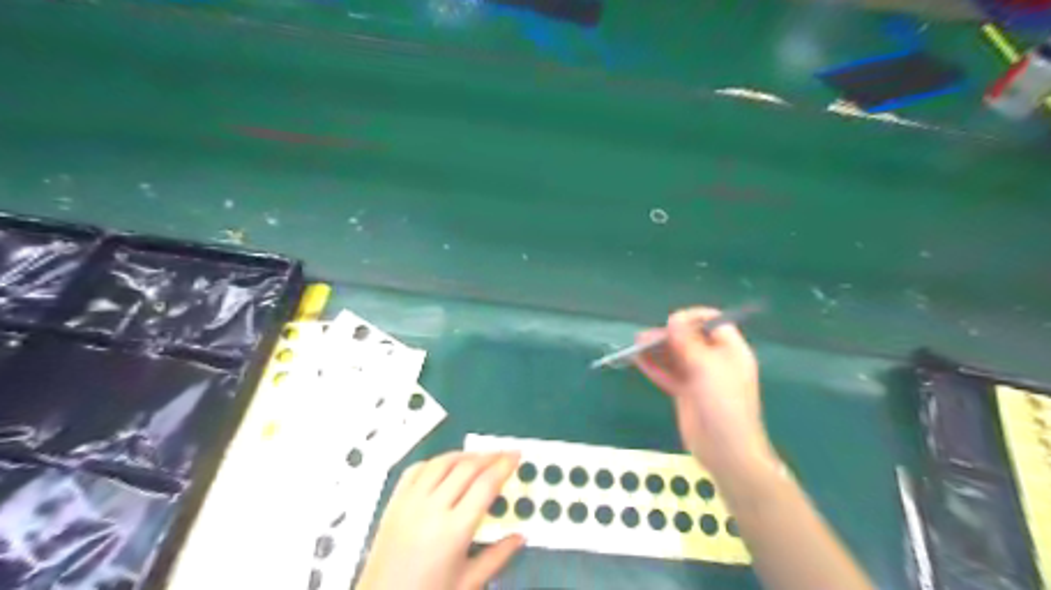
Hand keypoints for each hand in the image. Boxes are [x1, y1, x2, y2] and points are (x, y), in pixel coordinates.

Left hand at [358, 452, 525, 589]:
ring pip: (442, 462)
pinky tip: (446, 465)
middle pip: (466, 468)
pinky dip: (435, 461)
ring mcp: (410, 501)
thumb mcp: (468, 583)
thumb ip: (497, 557)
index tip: (516, 456)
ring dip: (464, 455)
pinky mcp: (394, 501)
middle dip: (489, 456)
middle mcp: (432, 509)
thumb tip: (520, 536)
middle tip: (503, 454)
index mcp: (454, 531)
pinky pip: (416, 469)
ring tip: (479, 457)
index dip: (504, 466)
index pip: (485, 485)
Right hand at [632, 306, 768, 480]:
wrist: (726, 450)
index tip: (672, 321)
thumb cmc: (723, 403)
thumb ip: (688, 342)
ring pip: (676, 357)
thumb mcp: (707, 367)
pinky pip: (668, 374)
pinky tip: (637, 360)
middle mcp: (715, 361)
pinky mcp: (685, 393)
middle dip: (668, 335)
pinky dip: (653, 367)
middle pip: (690, 339)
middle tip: (645, 337)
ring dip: (657, 350)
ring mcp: (700, 378)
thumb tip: (674, 319)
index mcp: (730, 350)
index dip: (692, 318)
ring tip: (636, 345)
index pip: (713, 323)